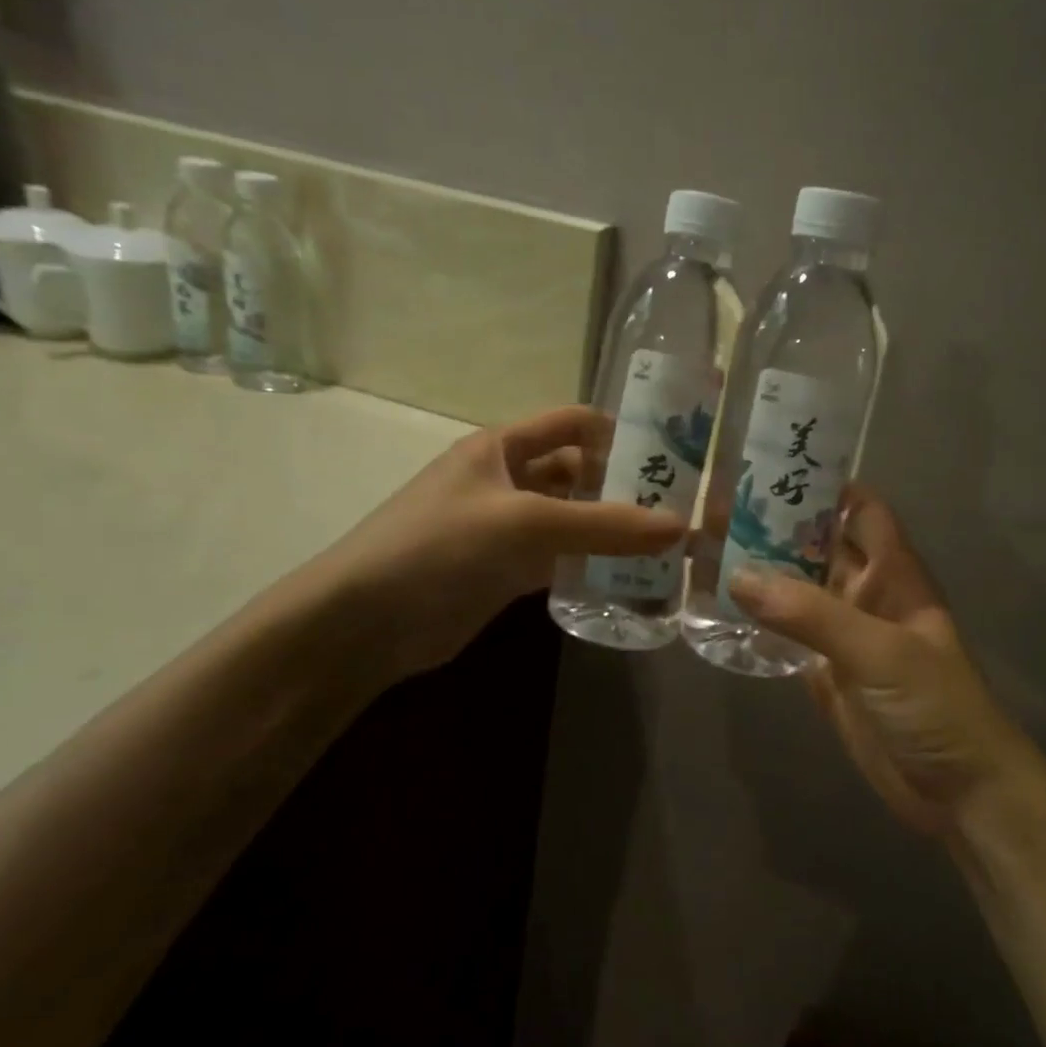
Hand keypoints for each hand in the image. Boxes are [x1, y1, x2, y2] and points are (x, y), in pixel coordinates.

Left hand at [316, 407, 683, 680]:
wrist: (364, 623)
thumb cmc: (438, 546)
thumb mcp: (524, 524)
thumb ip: (603, 525)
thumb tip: (681, 527)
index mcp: (502, 447)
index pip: (572, 423)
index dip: (619, 431)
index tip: (672, 455)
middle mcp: (508, 479)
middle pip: (578, 472)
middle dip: (624, 486)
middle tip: (680, 508)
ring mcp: (507, 527)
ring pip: (572, 518)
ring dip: (612, 529)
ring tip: (668, 545)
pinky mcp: (506, 570)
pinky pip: (561, 558)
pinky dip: (592, 564)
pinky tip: (631, 578)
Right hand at [728, 487, 1045, 840]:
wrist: (958, 795)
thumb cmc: (935, 706)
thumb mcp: (879, 651)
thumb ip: (811, 614)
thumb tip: (739, 575)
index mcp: (892, 572)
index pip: (860, 509)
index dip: (824, 486)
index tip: (770, 466)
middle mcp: (865, 593)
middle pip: (817, 545)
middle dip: (775, 526)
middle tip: (714, 508)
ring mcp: (843, 634)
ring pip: (796, 588)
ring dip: (760, 571)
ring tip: (704, 549)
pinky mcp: (824, 671)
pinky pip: (786, 633)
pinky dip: (757, 619)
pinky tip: (717, 607)